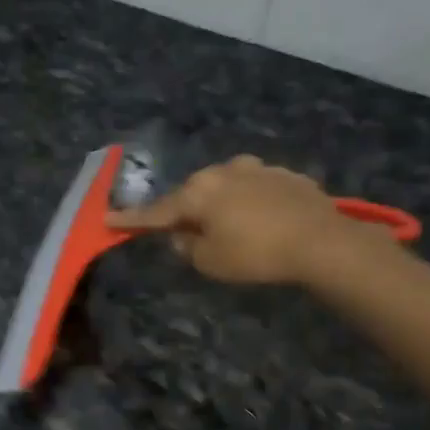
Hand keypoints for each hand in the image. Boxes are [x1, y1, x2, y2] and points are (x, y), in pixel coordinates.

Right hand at [108, 155, 393, 285]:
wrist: (321, 241)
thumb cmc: (255, 254)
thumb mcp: (210, 261)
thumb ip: (187, 247)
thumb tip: (182, 236)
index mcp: (197, 192)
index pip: (156, 211)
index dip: (131, 219)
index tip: (108, 219)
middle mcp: (223, 171)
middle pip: (193, 194)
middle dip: (186, 211)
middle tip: (185, 233)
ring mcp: (257, 168)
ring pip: (225, 187)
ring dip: (221, 205)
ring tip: (231, 228)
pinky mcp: (286, 175)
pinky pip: (256, 189)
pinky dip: (250, 204)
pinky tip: (263, 222)